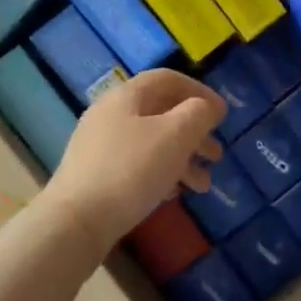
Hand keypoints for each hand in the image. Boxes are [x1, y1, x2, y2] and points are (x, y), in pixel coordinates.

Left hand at [44, 69, 225, 251]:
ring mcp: (100, 146)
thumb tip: (208, 107)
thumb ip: (198, 114)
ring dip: (182, 159)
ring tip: (203, 186)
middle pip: (161, 113)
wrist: (77, 221)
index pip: (168, 79)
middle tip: (216, 155)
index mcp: (126, 96)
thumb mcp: (175, 135)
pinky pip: (136, 165)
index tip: (222, 115)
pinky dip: (161, 174)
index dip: (200, 91)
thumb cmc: (131, 170)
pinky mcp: (96, 175)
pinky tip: (173, 194)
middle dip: (194, 133)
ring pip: (151, 142)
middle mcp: (110, 114)